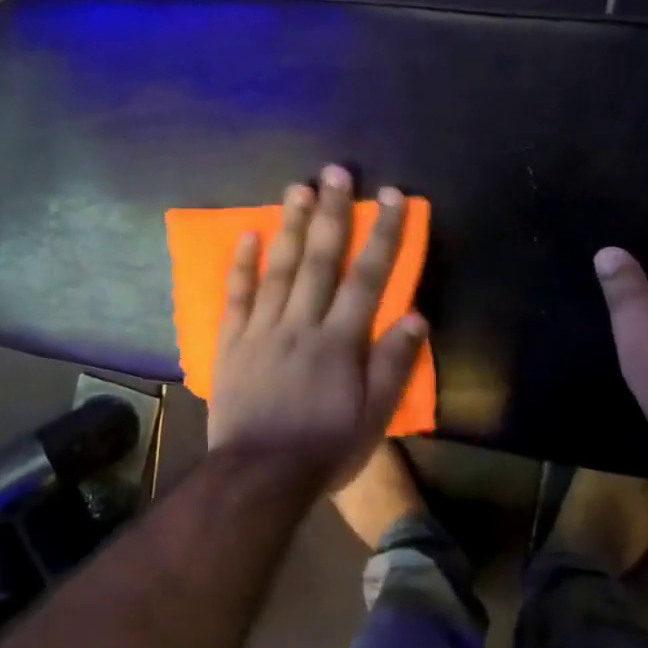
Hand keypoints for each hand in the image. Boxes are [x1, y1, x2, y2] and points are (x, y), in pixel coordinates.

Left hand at [208, 165, 427, 487]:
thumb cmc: (324, 449)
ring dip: (288, 226)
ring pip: (277, 269)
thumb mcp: (373, 418)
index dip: (381, 234)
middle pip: (319, 260)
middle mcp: (301, 324)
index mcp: (340, 342)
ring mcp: (261, 330)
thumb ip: (393, 365)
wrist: (259, 477)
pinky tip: (247, 235)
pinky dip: (241, 265)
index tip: (391, 197)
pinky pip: (236, 297)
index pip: (367, 277)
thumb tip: (416, 316)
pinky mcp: (231, 344)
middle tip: (335, 171)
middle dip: (331, 213)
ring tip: (297, 187)